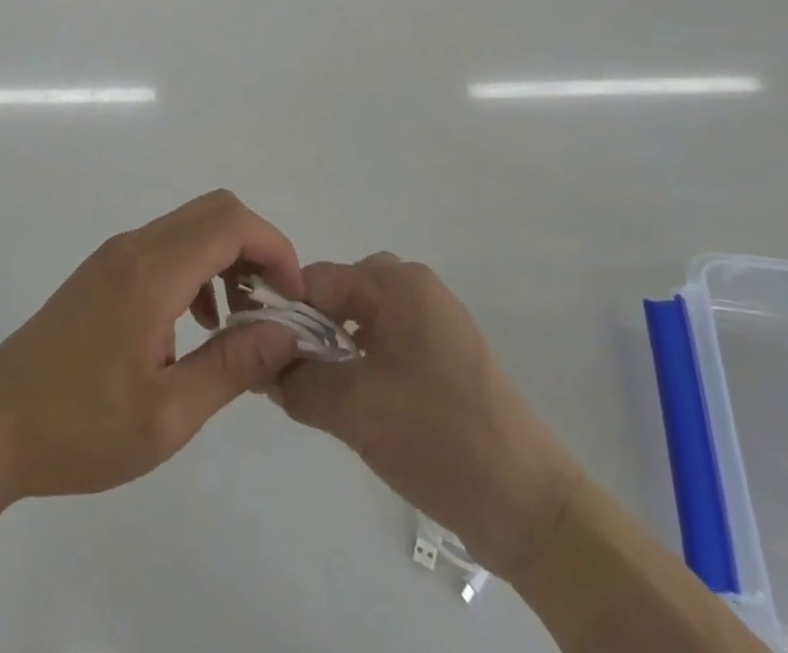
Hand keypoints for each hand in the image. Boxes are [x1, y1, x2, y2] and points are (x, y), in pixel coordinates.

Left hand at [0, 190, 306, 501]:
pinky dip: (197, 268)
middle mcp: (134, 247)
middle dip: (256, 249)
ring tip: (238, 323)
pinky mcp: (103, 271)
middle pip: (215, 211)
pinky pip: (166, 245)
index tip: (292, 300)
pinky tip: (196, 325)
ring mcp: (115, 255)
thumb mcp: (167, 416)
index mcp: (151, 272)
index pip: (230, 222)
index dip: (275, 249)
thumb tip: (285, 332)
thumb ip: (232, 366)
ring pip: (190, 225)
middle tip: (271, 308)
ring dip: (227, 258)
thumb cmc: (80, 429)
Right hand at [271, 254, 583, 579]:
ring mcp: (433, 321)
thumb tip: (262, 367)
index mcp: (397, 283)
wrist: (530, 506)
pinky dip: (360, 364)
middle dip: (309, 332)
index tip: (257, 352)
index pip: (317, 280)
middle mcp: (416, 288)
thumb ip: (297, 380)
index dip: (282, 314)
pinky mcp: (443, 355)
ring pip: (360, 322)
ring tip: (320, 394)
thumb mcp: (354, 409)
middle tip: (290, 377)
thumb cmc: (439, 438)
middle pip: (339, 296)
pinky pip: (385, 343)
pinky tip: (355, 403)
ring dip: (334, 351)